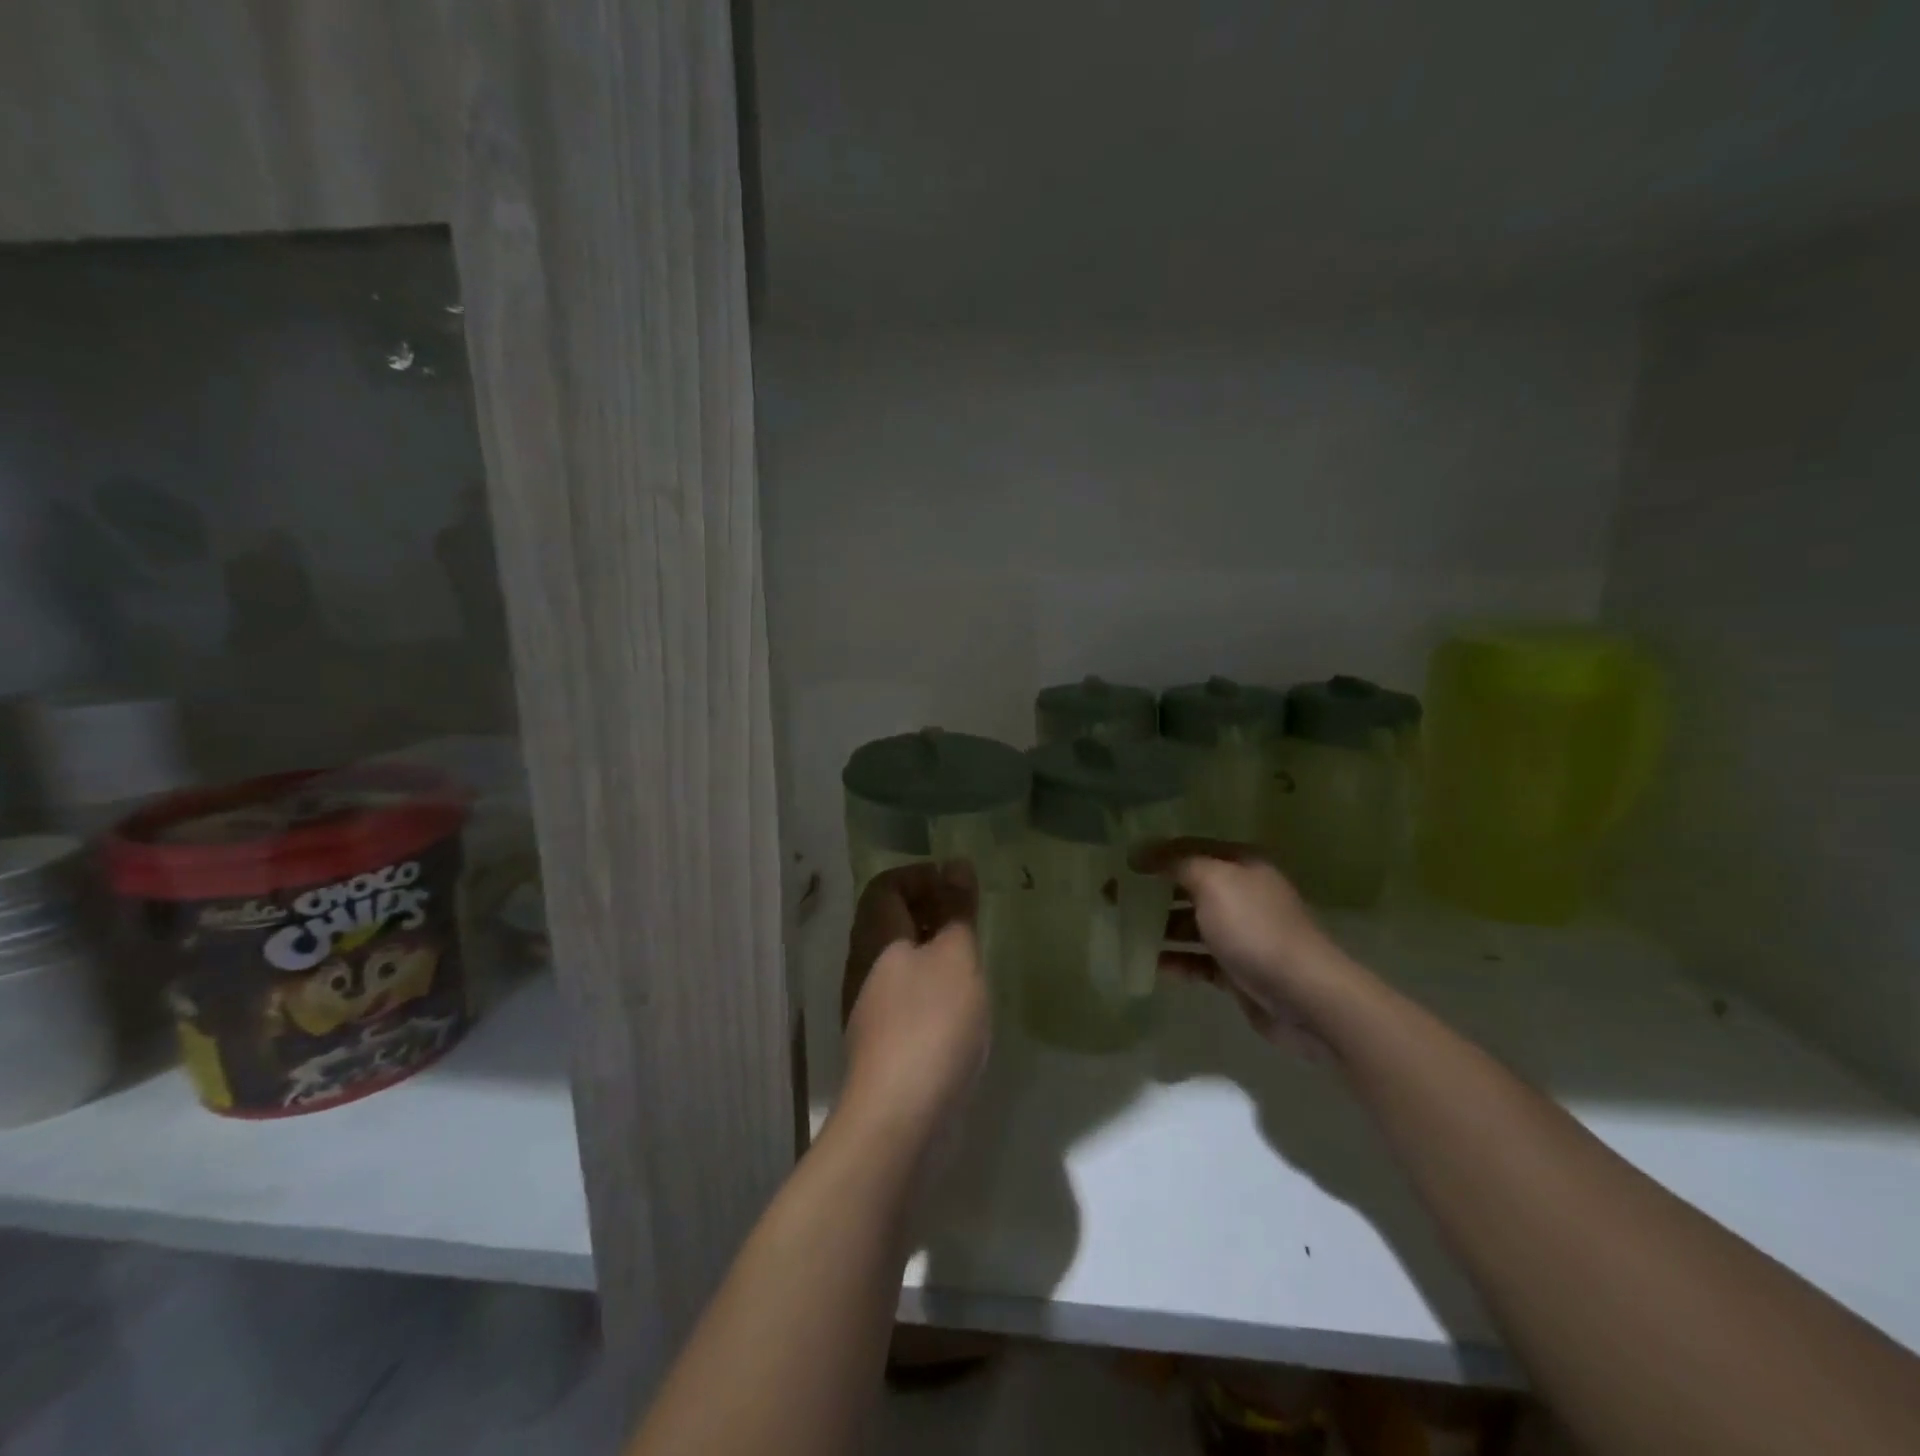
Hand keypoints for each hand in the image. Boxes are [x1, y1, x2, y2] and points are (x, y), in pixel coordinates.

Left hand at [840, 861, 990, 1139]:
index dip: (919, 875)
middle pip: (888, 921)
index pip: (884, 886)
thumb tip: (956, 863)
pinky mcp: (884, 1043)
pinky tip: (961, 1003)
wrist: (900, 1120)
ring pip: (897, 960)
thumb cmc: (932, 1023)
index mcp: (875, 938)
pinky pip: (905, 994)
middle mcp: (863, 967)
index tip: (958, 884)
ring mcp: (870, 1008)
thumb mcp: (956, 956)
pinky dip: (931, 984)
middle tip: (970, 918)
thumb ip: (957, 909)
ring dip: (932, 948)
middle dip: (929, 909)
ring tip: (971, 956)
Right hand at [1132, 838, 1341, 1057]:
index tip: (1118, 866)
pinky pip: (1198, 959)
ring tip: (1124, 931)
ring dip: (1159, 926)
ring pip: (1190, 924)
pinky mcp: (1237, 969)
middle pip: (1187, 885)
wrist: (1305, 995)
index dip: (1153, 855)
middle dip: (1150, 891)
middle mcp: (1242, 893)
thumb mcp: (1214, 882)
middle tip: (1111, 899)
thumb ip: (1176, 863)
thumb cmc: (1256, 929)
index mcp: (1241, 864)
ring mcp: (1241, 933)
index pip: (1188, 849)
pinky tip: (1152, 966)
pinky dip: (1176, 960)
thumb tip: (1142, 854)